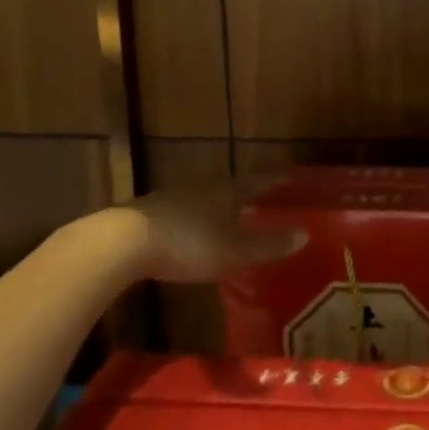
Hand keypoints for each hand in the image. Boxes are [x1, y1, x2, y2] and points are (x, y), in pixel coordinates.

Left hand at [62, 183, 305, 284]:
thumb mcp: (234, 250)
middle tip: (261, 201)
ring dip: (217, 207)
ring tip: (228, 218)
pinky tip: (190, 233)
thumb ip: (268, 244)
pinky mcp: (147, 215)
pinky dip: (193, 220)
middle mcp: (201, 188)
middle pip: (229, 187)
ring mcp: (171, 199)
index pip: (257, 182)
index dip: (274, 182)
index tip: (289, 178)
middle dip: (245, 194)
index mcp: (226, 191)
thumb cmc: (189, 243)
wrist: (122, 242)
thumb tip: (305, 234)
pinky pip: (180, 213)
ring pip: (203, 199)